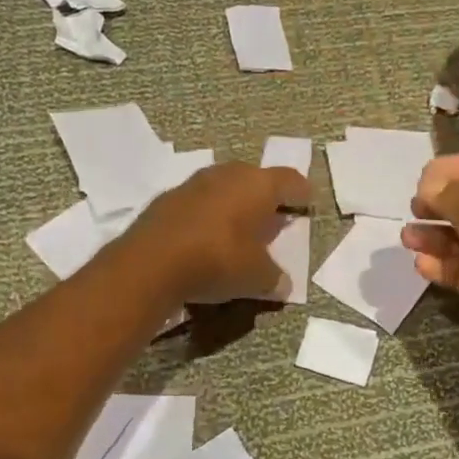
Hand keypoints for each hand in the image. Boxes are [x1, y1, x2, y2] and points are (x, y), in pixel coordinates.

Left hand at [128, 162, 311, 304]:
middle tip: (272, 217)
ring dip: (232, 204)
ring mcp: (193, 183)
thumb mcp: (257, 278)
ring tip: (238, 228)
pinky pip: (197, 202)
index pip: (290, 181)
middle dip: (265, 197)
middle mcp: (227, 174)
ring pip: (223, 187)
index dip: (301, 193)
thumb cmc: (218, 261)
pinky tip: (205, 238)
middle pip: (255, 178)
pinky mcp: (166, 199)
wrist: (151, 263)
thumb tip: (283, 284)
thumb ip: (275, 278)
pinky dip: (206, 215)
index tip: (307, 204)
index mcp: (258, 185)